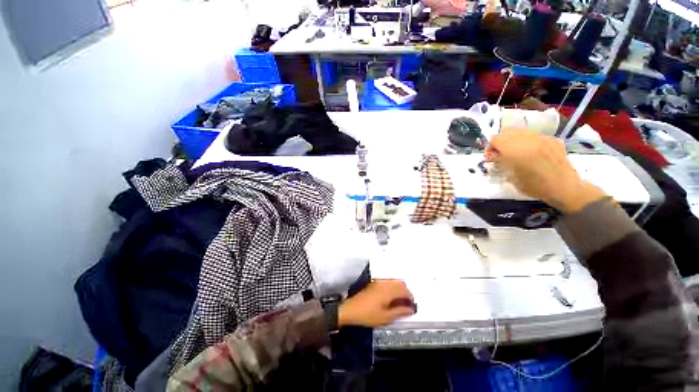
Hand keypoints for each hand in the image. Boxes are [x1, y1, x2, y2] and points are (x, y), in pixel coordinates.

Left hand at [338, 280, 414, 327]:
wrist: (351, 309)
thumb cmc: (368, 315)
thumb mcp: (385, 317)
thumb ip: (399, 312)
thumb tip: (411, 309)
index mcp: (388, 291)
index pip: (404, 290)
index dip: (410, 298)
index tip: (412, 306)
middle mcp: (384, 283)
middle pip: (400, 283)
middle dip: (406, 292)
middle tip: (407, 303)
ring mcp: (378, 282)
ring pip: (394, 281)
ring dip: (399, 289)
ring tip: (400, 301)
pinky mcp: (374, 283)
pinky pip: (388, 282)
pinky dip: (393, 287)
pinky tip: (391, 297)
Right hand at [486, 129, 606, 212]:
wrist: (563, 187)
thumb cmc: (532, 185)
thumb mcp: (509, 176)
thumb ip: (499, 161)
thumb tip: (491, 154)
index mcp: (513, 148)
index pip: (495, 139)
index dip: (491, 147)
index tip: (492, 156)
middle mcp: (527, 138)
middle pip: (507, 131)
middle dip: (502, 141)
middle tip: (503, 154)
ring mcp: (542, 137)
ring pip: (522, 132)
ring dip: (516, 140)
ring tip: (519, 153)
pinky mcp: (553, 139)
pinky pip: (536, 136)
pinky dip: (531, 142)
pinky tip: (534, 154)